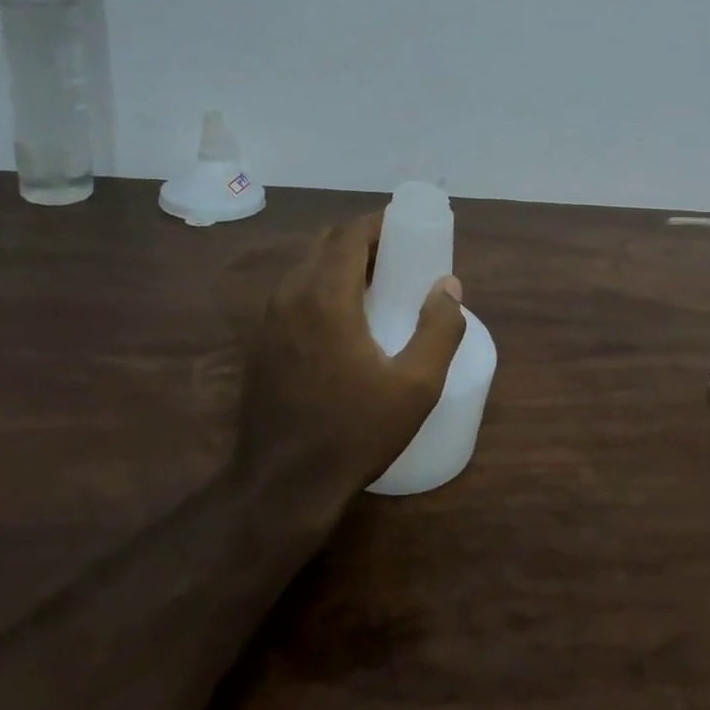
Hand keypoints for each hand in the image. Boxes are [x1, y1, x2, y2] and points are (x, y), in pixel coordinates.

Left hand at [239, 212, 466, 496]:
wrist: (283, 486)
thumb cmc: (355, 432)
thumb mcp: (416, 386)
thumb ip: (440, 329)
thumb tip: (448, 285)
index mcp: (325, 299)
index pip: (348, 235)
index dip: (379, 224)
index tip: (409, 229)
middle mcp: (290, 297)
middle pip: (325, 244)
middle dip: (363, 240)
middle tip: (400, 257)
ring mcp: (268, 321)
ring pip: (306, 267)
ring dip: (341, 263)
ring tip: (378, 285)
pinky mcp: (260, 343)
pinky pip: (294, 293)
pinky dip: (322, 286)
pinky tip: (347, 320)